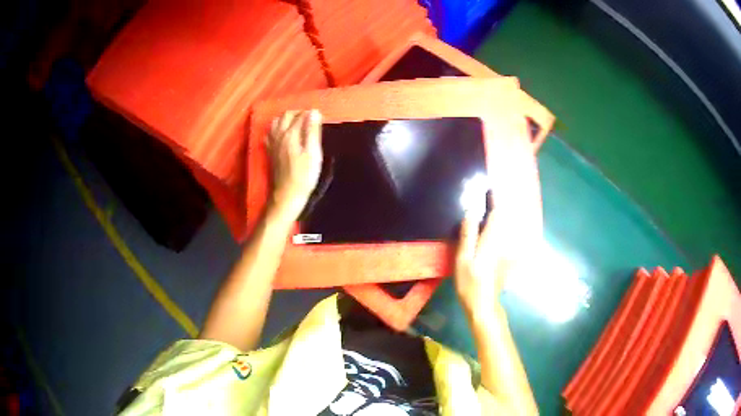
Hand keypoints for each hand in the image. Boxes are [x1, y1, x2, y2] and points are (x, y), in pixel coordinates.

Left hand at [266, 110, 322, 222]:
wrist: (287, 195)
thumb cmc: (304, 176)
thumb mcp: (313, 153)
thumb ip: (313, 131)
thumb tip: (314, 112)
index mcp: (290, 134)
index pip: (301, 115)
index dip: (311, 114)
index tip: (321, 117)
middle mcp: (278, 135)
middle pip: (286, 115)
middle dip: (299, 113)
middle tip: (311, 120)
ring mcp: (272, 143)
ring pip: (276, 122)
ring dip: (287, 119)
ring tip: (299, 124)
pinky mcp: (270, 151)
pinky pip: (271, 133)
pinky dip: (278, 128)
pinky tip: (284, 134)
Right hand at [454, 204, 510, 318]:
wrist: (484, 305)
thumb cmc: (470, 283)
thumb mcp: (463, 259)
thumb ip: (468, 235)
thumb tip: (471, 211)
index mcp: (491, 240)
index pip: (496, 213)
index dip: (494, 198)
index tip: (490, 186)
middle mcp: (503, 242)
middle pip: (504, 218)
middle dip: (499, 204)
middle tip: (491, 193)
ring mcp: (506, 251)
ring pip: (506, 227)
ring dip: (501, 215)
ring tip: (493, 206)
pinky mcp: (506, 258)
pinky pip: (507, 237)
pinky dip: (503, 229)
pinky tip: (496, 229)